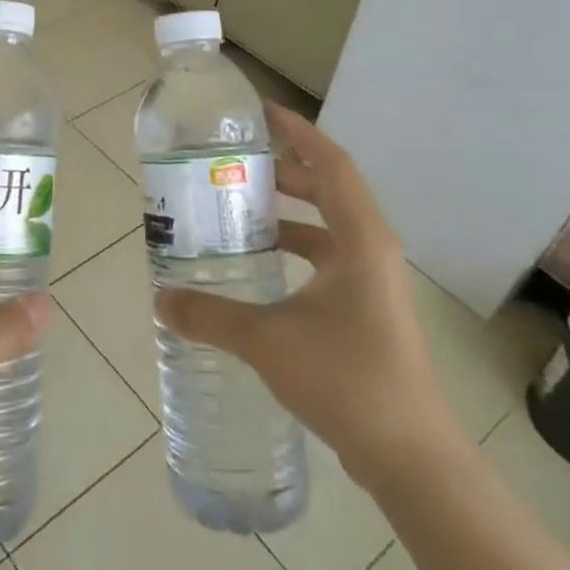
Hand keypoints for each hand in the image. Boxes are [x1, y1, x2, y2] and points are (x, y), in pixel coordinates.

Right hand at [155, 104, 460, 489]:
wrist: (410, 457)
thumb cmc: (346, 379)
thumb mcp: (267, 340)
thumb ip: (209, 315)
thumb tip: (160, 299)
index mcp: (360, 240)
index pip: (331, 164)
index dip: (299, 132)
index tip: (262, 113)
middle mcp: (372, 250)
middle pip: (329, 189)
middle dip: (285, 171)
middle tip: (236, 162)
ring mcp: (373, 282)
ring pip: (328, 227)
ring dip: (289, 212)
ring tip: (240, 208)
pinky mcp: (367, 310)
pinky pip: (328, 258)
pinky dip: (295, 249)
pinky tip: (259, 266)